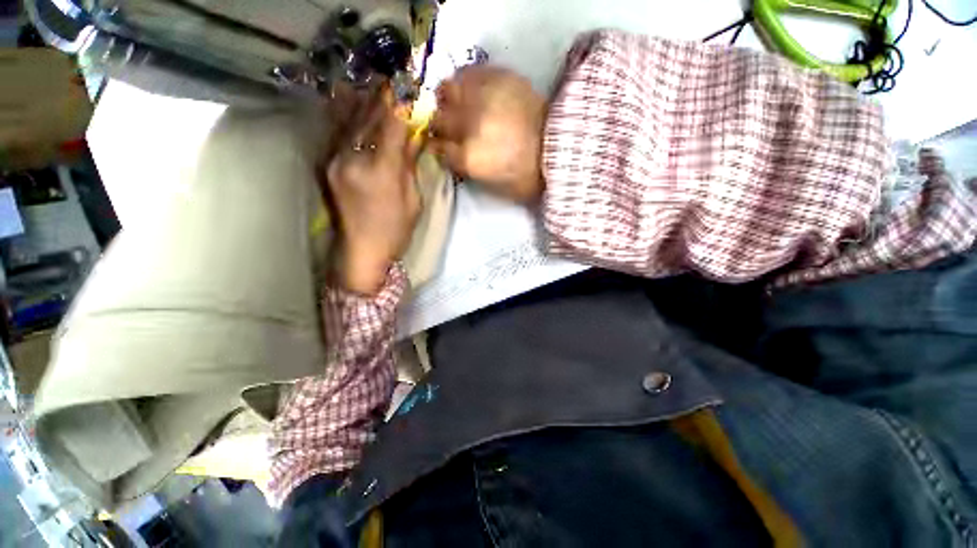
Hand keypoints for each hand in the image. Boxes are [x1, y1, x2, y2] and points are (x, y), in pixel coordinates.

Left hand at [322, 87, 420, 294]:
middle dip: (384, 97)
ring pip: (350, 120)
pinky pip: (337, 131)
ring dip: (365, 101)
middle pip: (368, 117)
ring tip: (377, 88)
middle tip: (397, 82)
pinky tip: (353, 101)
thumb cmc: (395, 231)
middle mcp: (351, 159)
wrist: (361, 251)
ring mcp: (334, 160)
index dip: (402, 103)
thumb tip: (415, 136)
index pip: (392, 125)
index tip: (412, 88)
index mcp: (380, 171)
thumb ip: (410, 165)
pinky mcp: (326, 164)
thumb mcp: (414, 200)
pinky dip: (348, 115)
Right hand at [430, 66, 546, 203]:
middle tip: (451, 130)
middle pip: (437, 120)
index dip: (440, 150)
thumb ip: (471, 173)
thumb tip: (456, 159)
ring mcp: (482, 98)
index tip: (444, 150)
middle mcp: (468, 126)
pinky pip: (468, 73)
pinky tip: (472, 91)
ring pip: (446, 91)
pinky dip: (464, 82)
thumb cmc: (530, 176)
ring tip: (458, 106)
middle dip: (440, 127)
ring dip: (448, 100)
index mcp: (470, 158)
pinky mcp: (497, 77)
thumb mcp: (497, 188)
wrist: (564, 147)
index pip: (438, 150)